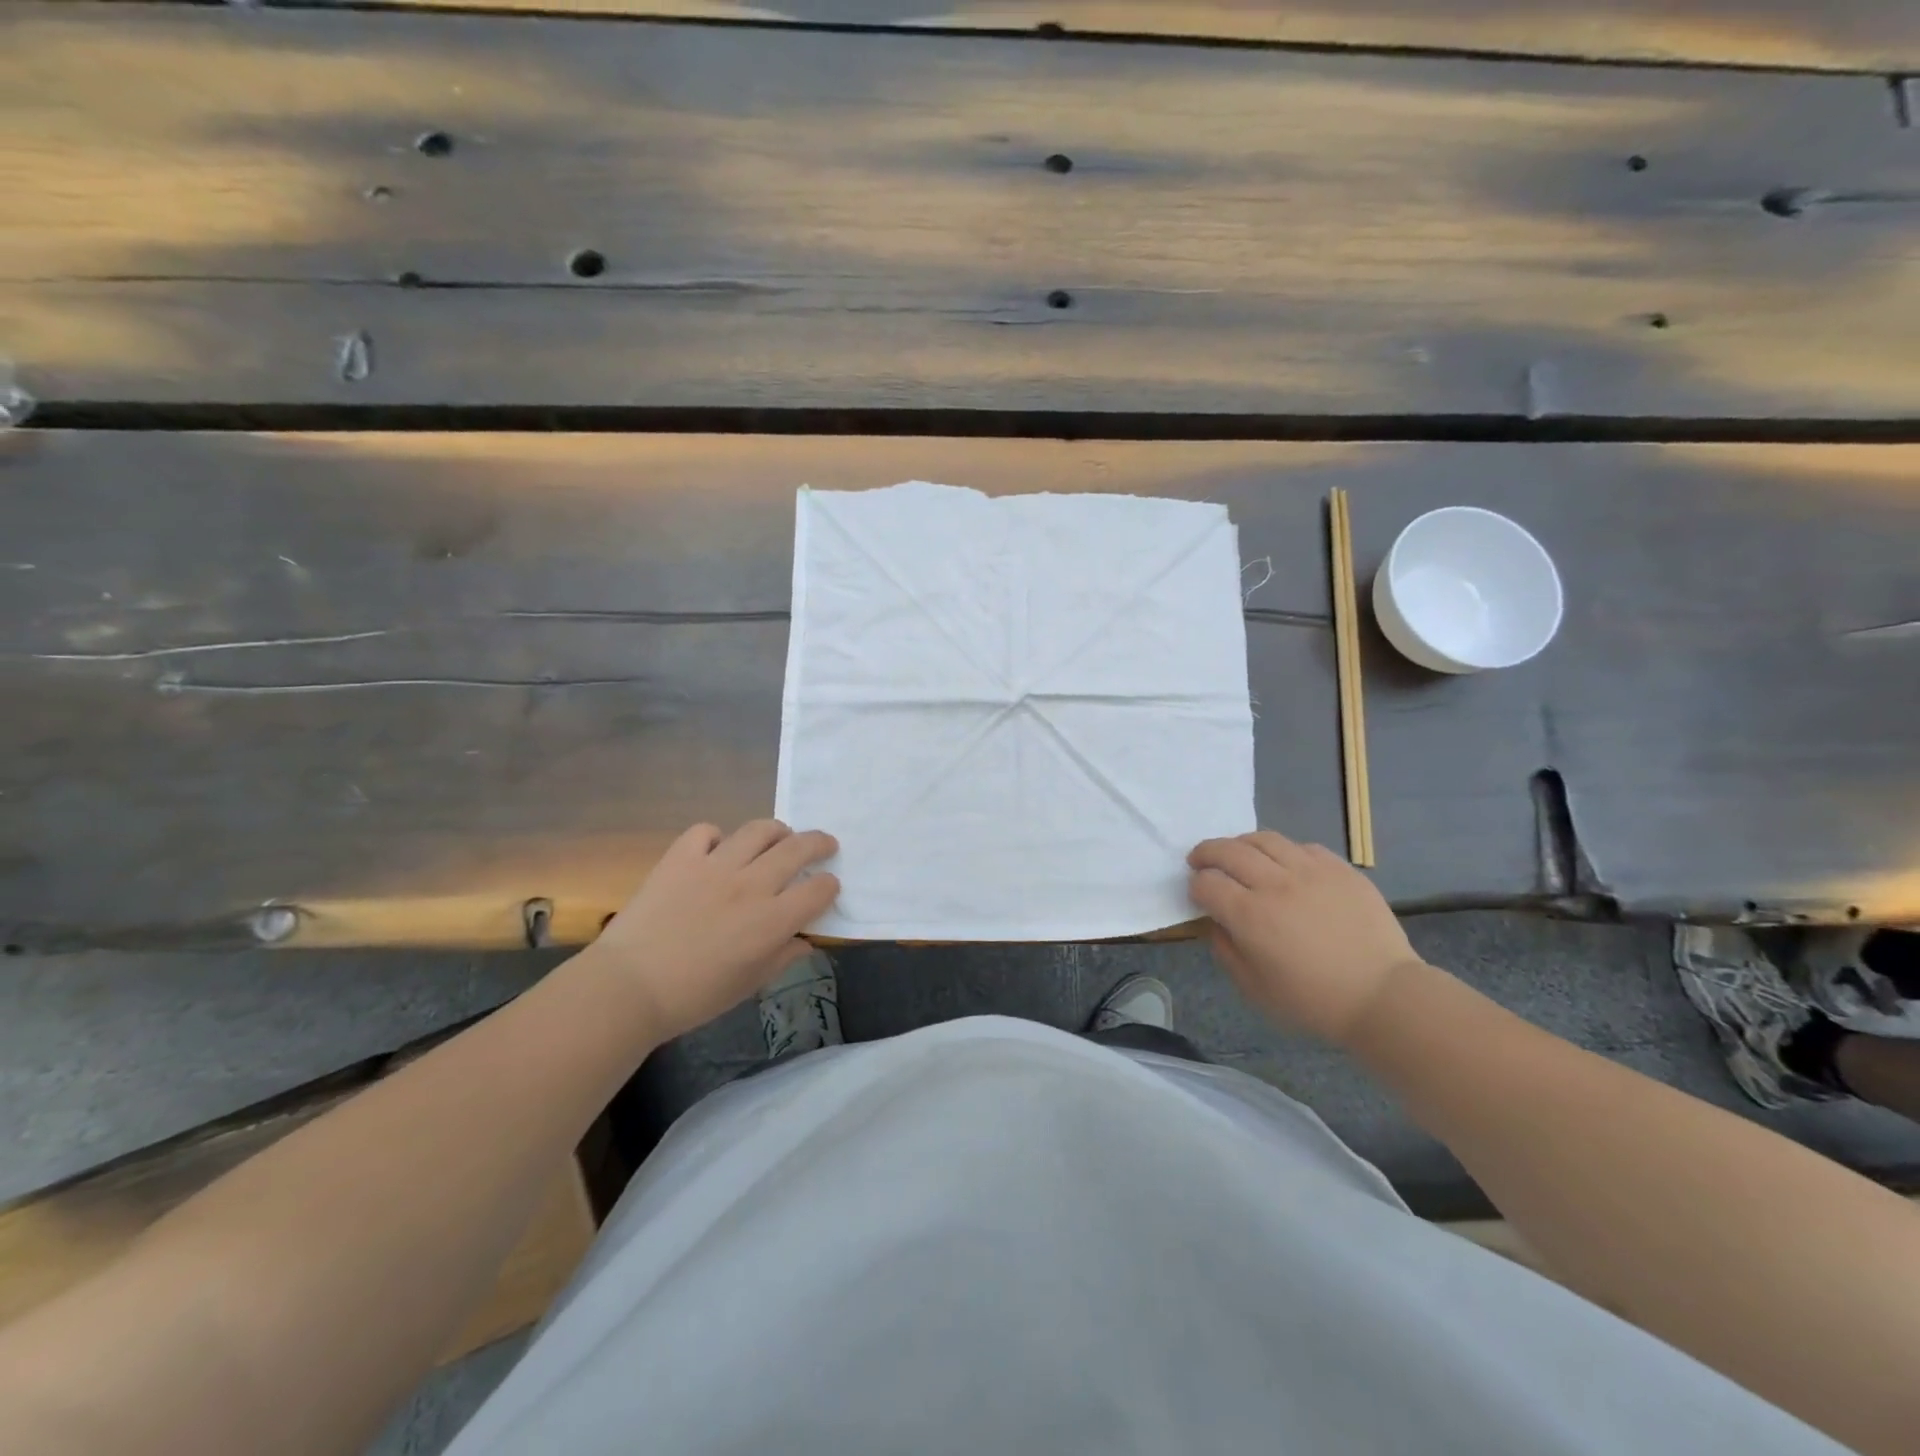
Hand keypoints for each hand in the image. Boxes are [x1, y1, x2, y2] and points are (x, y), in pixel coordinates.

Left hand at [588, 820, 839, 1042]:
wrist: (628, 987)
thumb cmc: (694, 997)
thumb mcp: (749, 985)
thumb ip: (783, 957)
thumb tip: (804, 940)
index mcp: (772, 920)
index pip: (818, 890)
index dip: (829, 886)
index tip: (828, 888)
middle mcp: (750, 884)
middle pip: (797, 849)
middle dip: (819, 843)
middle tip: (825, 845)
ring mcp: (715, 866)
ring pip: (758, 830)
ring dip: (777, 831)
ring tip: (780, 837)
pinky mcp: (681, 857)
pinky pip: (707, 831)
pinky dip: (718, 837)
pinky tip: (717, 850)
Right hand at [1188, 830, 1422, 1044]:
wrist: (1382, 996)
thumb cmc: (1313, 1001)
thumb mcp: (1253, 988)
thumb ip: (1225, 950)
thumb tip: (1217, 922)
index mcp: (1249, 915)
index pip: (1206, 883)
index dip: (1195, 886)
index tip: (1197, 894)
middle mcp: (1274, 883)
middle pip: (1227, 850)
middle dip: (1206, 853)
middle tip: (1200, 860)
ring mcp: (1310, 871)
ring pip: (1264, 839)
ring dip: (1241, 844)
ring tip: (1239, 854)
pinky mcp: (1339, 869)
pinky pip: (1302, 847)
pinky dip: (1284, 852)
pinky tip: (1285, 866)